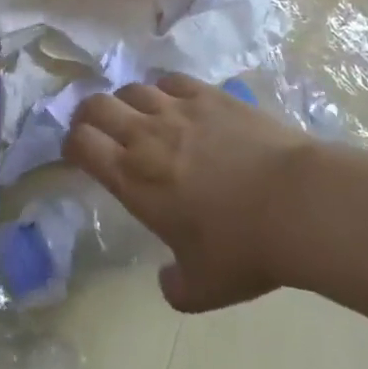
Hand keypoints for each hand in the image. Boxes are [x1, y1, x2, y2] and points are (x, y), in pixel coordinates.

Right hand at [64, 73, 316, 313]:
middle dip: (88, 115)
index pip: (81, 144)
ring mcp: (177, 109)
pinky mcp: (209, 95)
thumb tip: (167, 283)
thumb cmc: (243, 249)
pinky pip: (171, 80)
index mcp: (133, 179)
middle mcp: (145, 135)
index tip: (77, 154)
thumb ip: (175, 287)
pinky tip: (174, 101)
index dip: (72, 145)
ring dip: (126, 101)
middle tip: (96, 128)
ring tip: (137, 115)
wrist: (296, 204)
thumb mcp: (203, 287)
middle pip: (97, 105)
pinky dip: (163, 89)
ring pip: (132, 88)